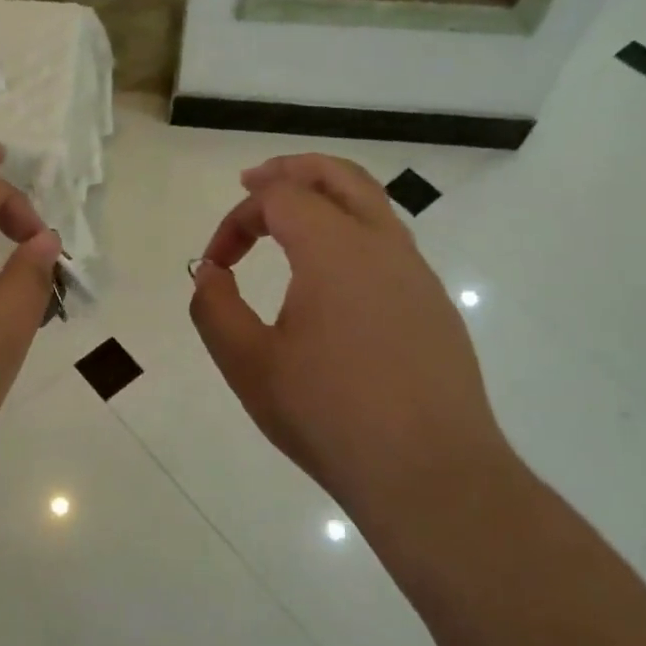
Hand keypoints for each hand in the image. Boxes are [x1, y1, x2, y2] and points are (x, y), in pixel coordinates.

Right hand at [190, 154, 512, 526]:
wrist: (429, 473)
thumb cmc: (329, 415)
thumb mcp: (249, 365)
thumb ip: (215, 309)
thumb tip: (210, 273)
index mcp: (335, 249)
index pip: (279, 198)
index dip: (237, 219)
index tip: (216, 264)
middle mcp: (383, 246)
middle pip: (339, 176)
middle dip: (291, 171)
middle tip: (254, 182)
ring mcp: (417, 275)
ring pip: (373, 207)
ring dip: (327, 199)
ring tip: (291, 222)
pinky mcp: (435, 307)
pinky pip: (390, 246)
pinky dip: (352, 235)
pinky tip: (334, 282)